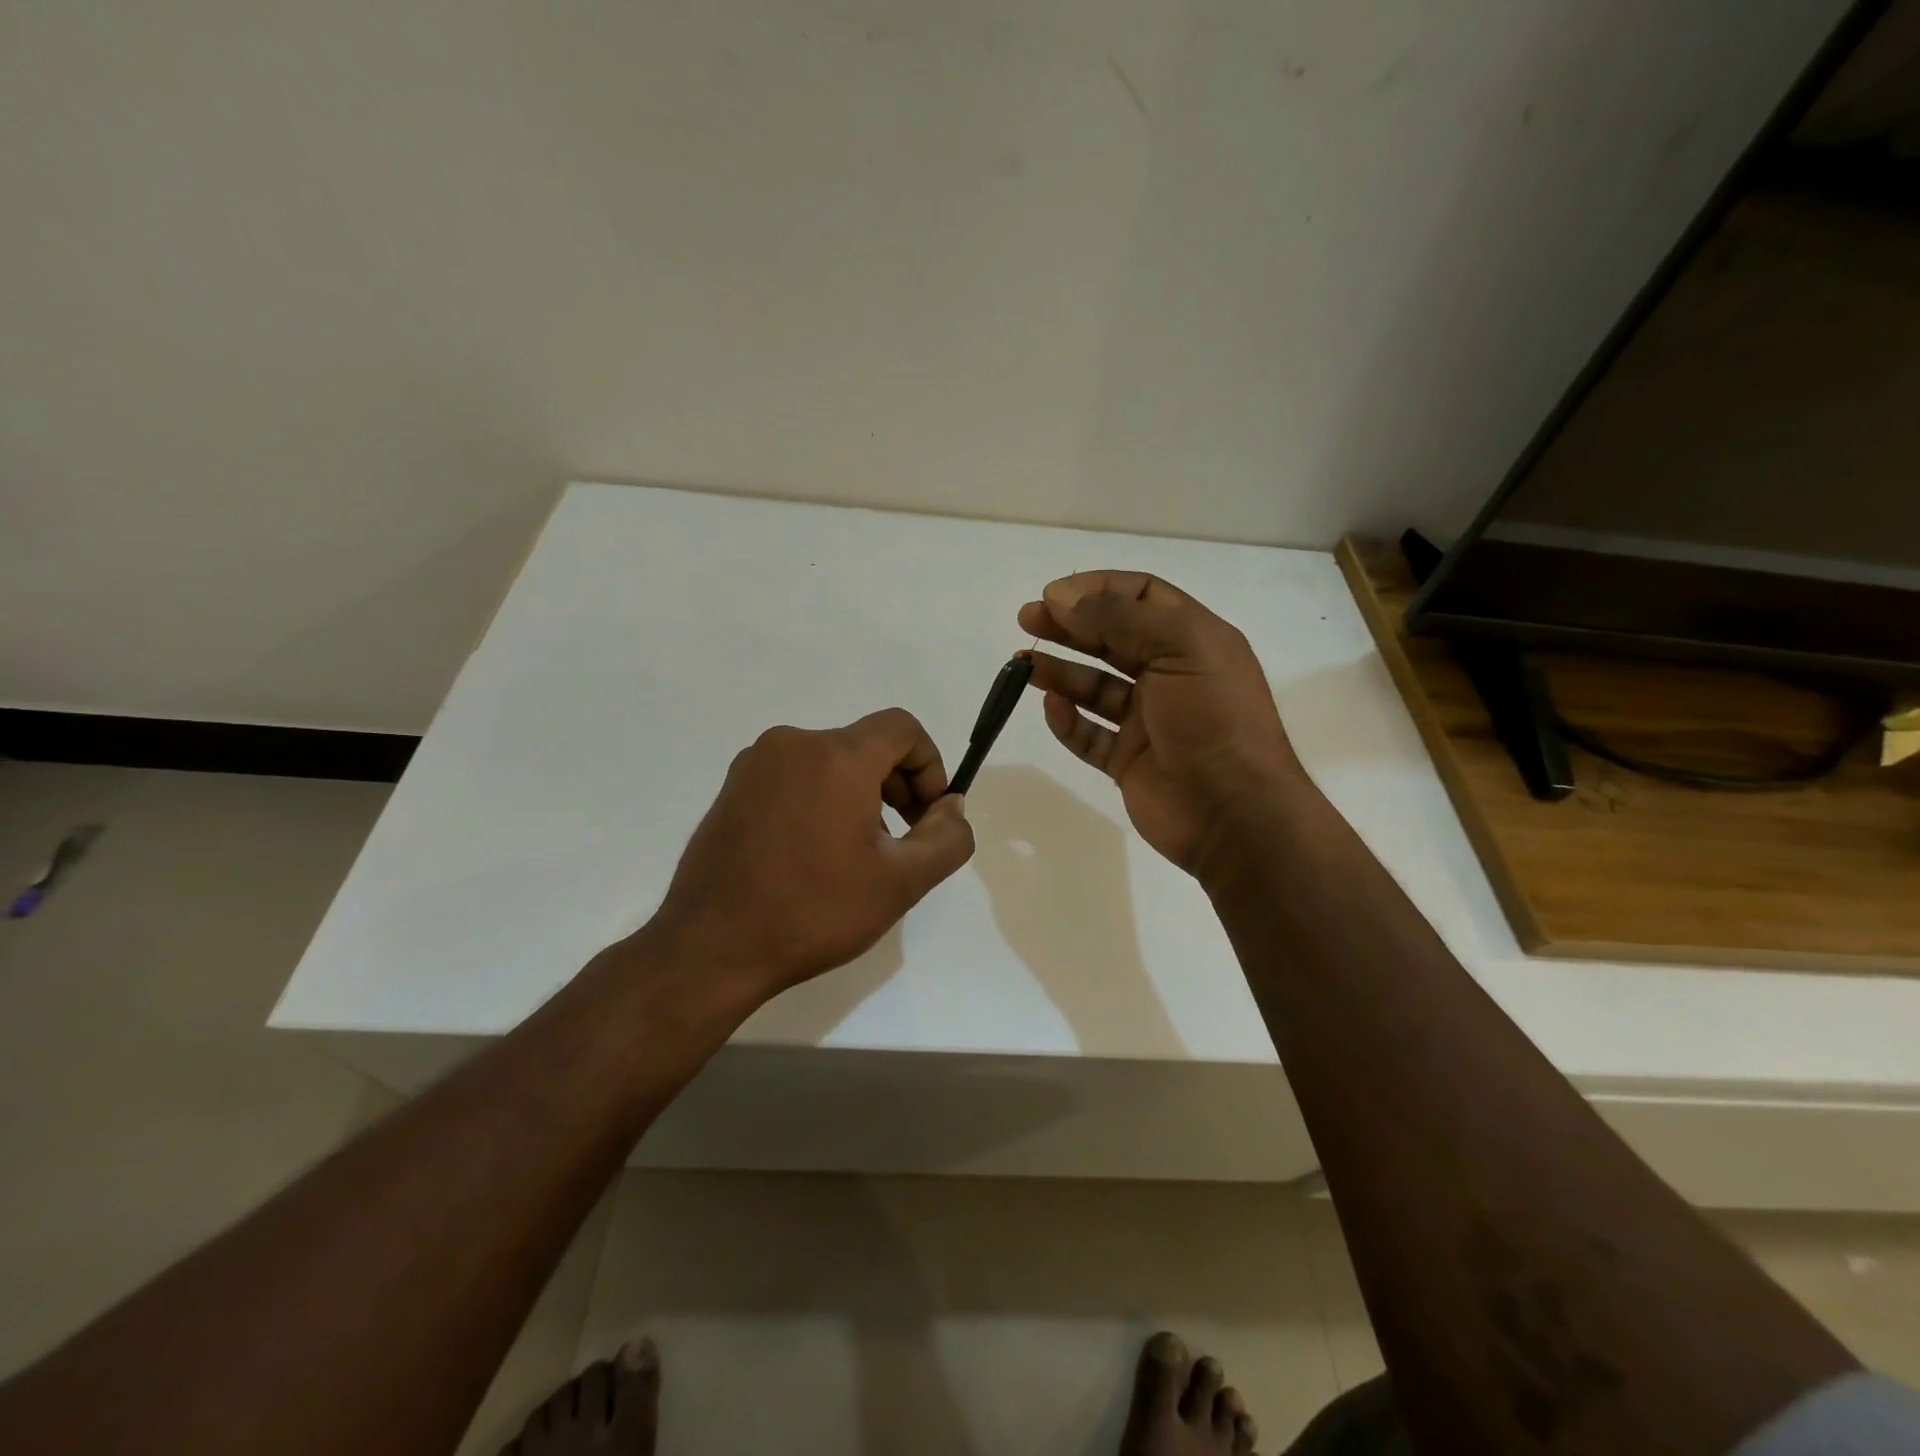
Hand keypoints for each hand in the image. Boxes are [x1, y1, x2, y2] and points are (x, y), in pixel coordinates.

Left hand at [647, 708, 974, 1000]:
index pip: (903, 728)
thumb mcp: (902, 882)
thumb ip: (947, 837)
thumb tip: (951, 807)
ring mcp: (755, 764)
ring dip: (859, 795)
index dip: (930, 765)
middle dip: (897, 784)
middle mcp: (792, 744)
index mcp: (836, 755)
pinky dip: (821, 799)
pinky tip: (815, 854)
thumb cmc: (814, 911)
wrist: (712, 948)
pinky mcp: (732, 788)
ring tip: (857, 854)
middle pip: (867, 744)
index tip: (929, 816)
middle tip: (903, 840)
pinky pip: (795, 777)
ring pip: (830, 761)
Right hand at [1019, 571, 1303, 876]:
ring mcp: (1148, 720)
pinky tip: (1053, 709)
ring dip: (1060, 672)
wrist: (1234, 813)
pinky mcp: (1129, 760)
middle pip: (1111, 638)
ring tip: (1022, 665)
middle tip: (1027, 620)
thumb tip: (1063, 596)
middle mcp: (1170, 675)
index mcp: (1192, 640)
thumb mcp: (1180, 648)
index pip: (1141, 596)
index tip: (1054, 595)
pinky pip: (1089, 735)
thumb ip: (1120, 617)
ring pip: (1094, 687)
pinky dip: (1068, 721)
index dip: (1097, 589)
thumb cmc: (1214, 718)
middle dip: (1069, 626)